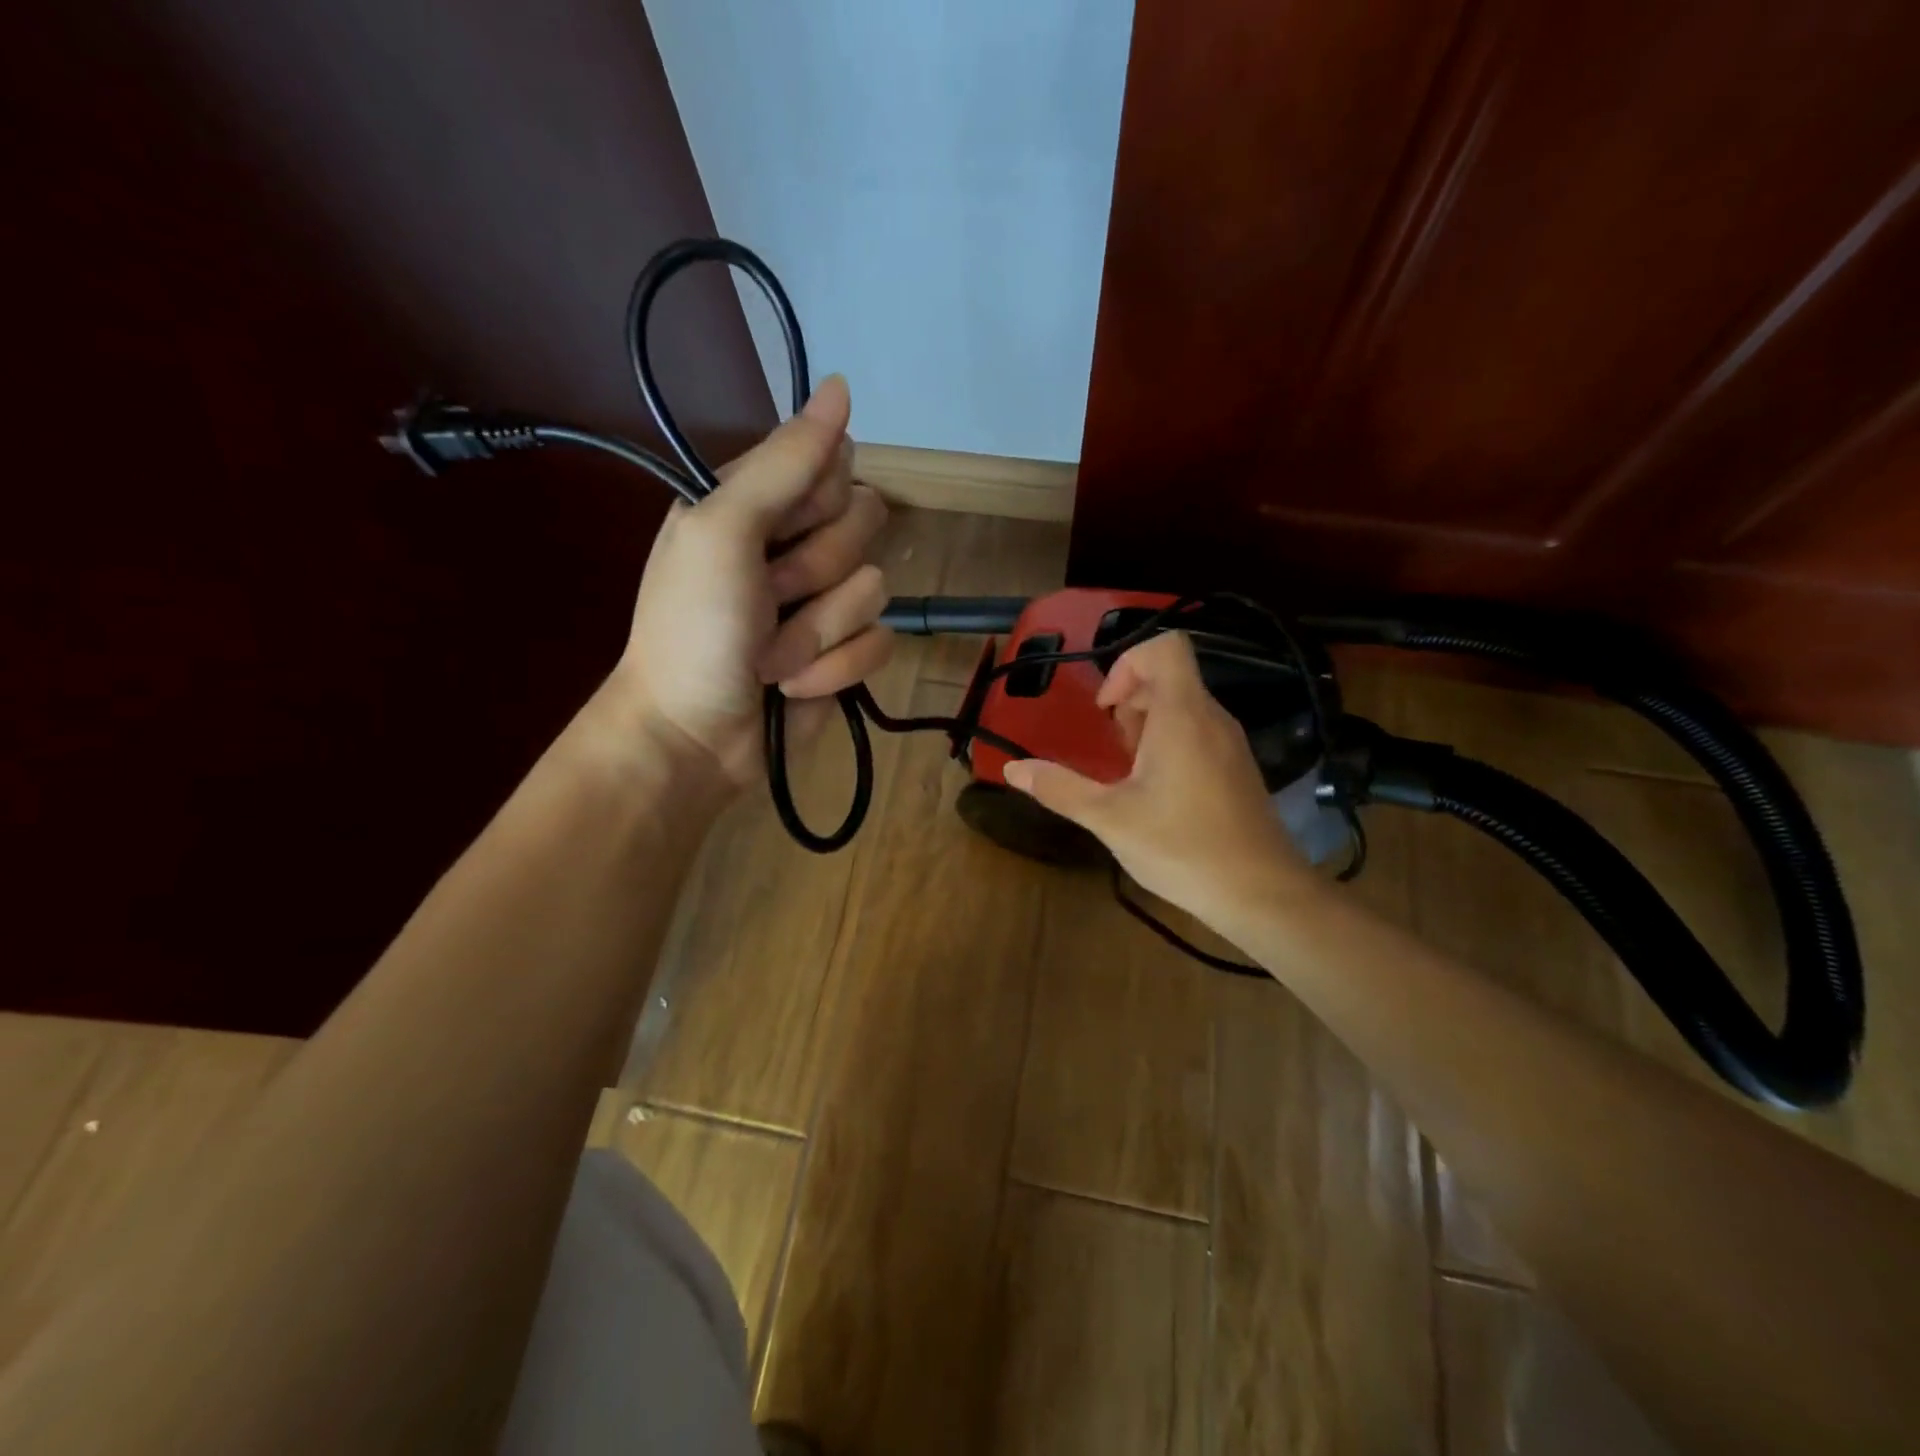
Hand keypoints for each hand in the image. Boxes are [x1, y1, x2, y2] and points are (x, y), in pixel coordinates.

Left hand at [608, 375, 891, 786]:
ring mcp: (823, 603)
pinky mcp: (845, 654)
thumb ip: (784, 462)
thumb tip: (839, 384)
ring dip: (817, 631)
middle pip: (865, 524)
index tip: (778, 531)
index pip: (834, 466)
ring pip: (875, 588)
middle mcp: (794, 545)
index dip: (816, 502)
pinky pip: (879, 644)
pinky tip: (793, 687)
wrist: (694, 737)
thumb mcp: (724, 529)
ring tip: (770, 657)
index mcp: (759, 504)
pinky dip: (833, 670)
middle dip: (816, 571)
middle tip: (768, 597)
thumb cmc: (694, 629)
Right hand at [1002, 632, 1308, 928]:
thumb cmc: (1182, 847)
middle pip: (1170, 677)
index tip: (1107, 710)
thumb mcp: (1109, 818)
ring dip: (1148, 727)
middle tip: (1114, 750)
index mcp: (1183, 715)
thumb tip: (1013, 768)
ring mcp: (1230, 743)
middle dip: (1130, 703)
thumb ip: (1059, 788)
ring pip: (1184, 707)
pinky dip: (1170, 746)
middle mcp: (1212, 718)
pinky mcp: (1237, 769)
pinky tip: (1157, 794)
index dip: (1126, 664)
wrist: (1262, 894)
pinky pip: (1198, 733)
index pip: (1164, 647)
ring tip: (1130, 774)